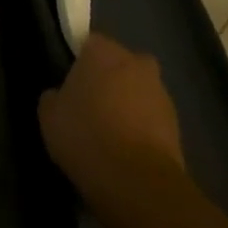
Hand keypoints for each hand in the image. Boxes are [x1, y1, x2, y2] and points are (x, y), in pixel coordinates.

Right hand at [38, 33, 185, 203]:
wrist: (137, 183)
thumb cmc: (86, 135)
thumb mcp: (49, 114)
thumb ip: (54, 96)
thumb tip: (61, 96)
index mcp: (104, 51)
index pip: (90, 43)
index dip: (81, 63)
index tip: (72, 84)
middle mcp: (137, 64)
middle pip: (121, 65)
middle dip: (111, 79)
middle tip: (92, 105)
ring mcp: (162, 95)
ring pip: (140, 92)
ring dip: (129, 106)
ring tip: (110, 135)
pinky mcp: (178, 128)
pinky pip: (152, 121)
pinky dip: (143, 131)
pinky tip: (126, 152)